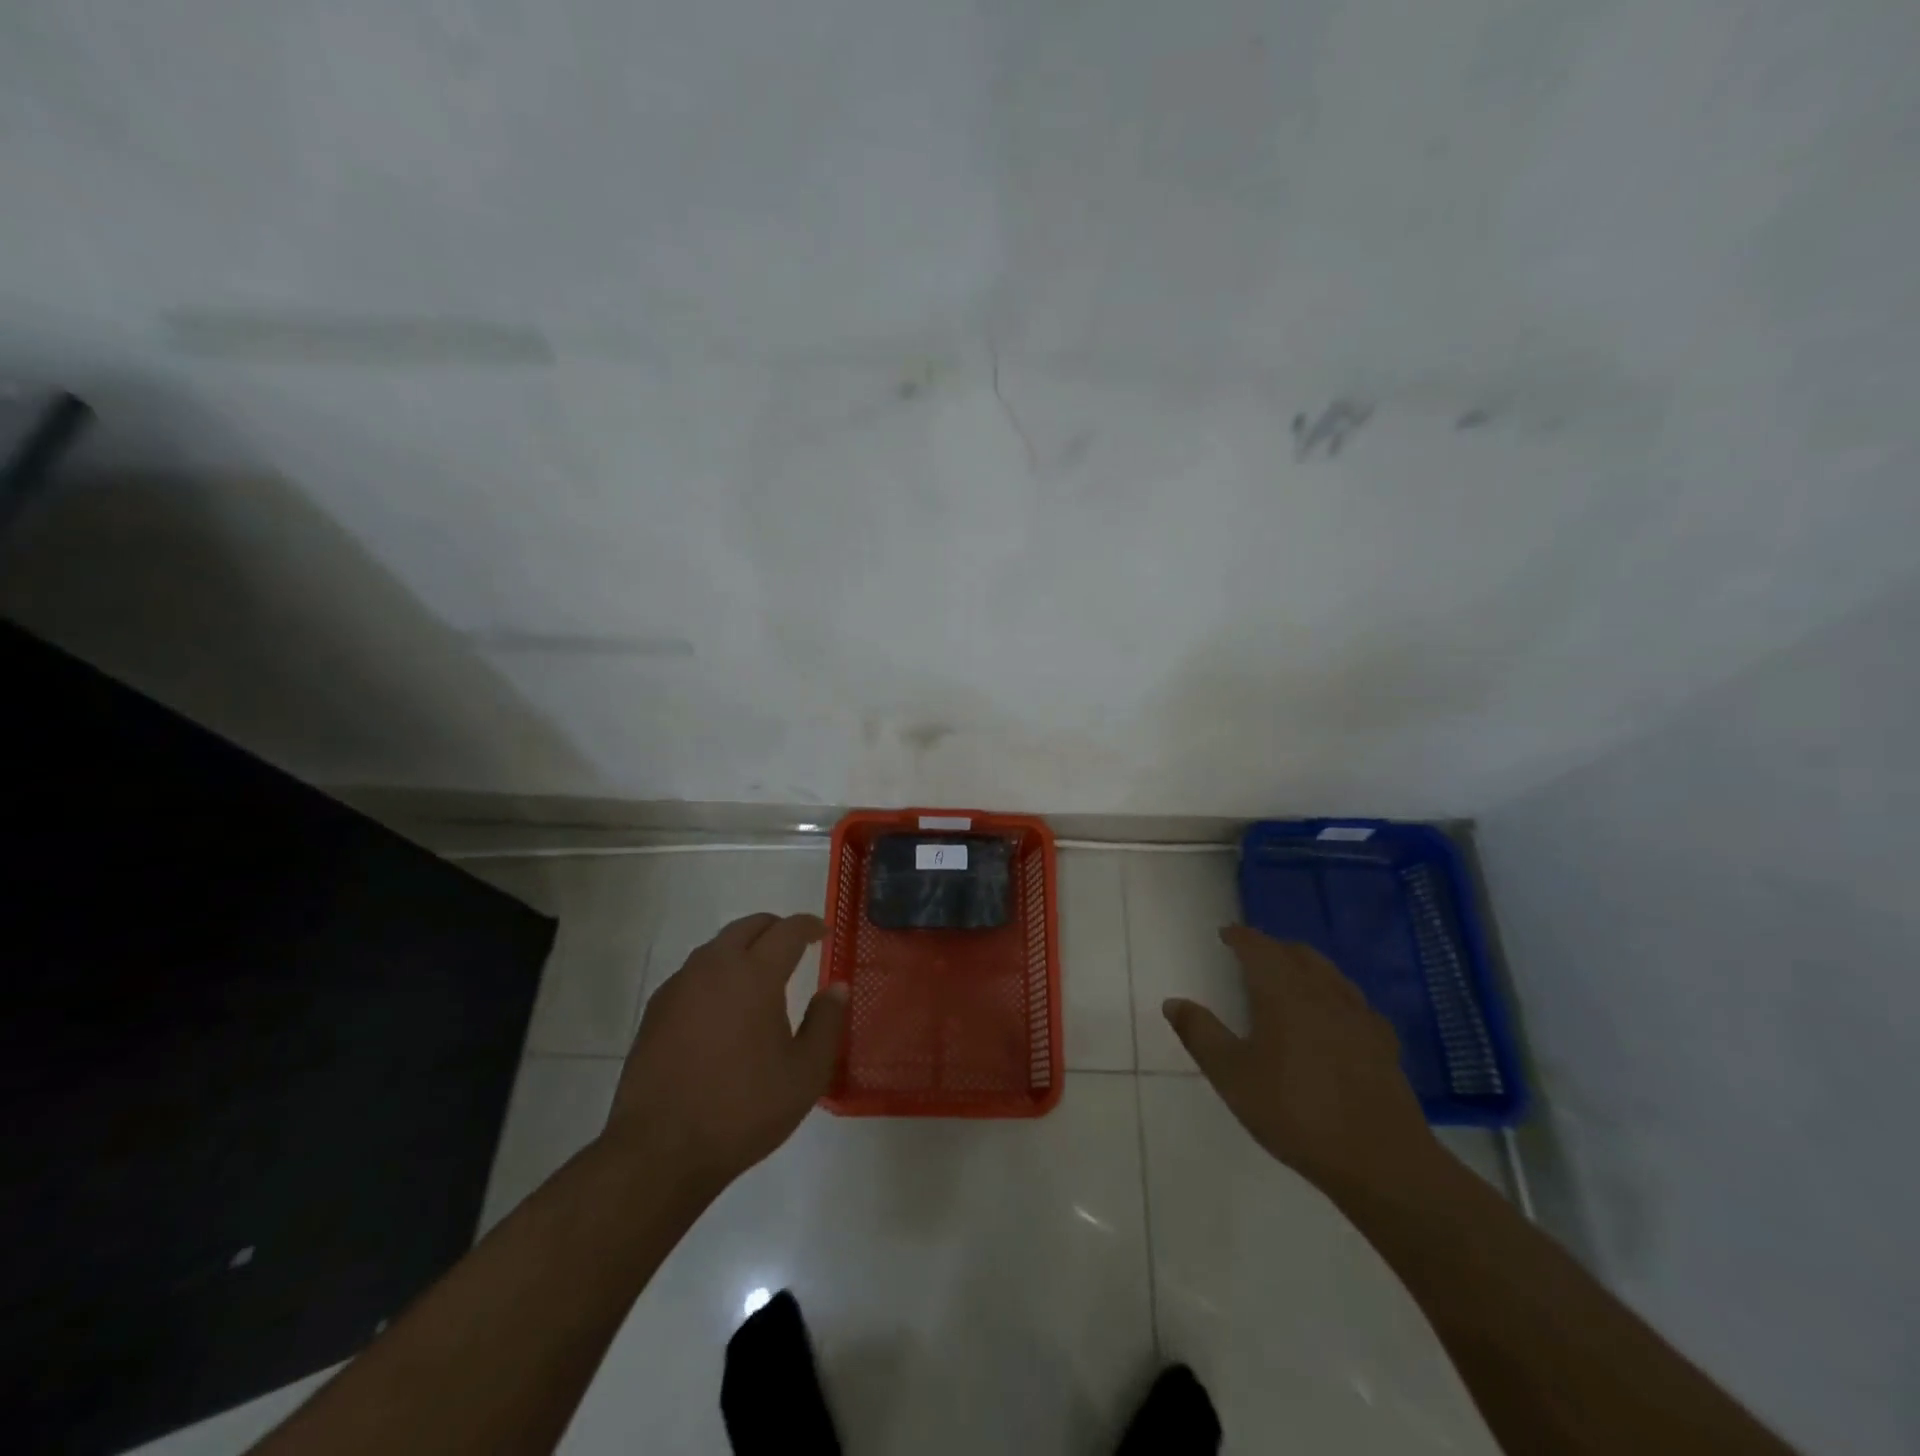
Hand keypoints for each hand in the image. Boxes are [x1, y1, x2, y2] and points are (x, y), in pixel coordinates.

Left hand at [603, 912, 847, 1195]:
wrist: (660, 1150)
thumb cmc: (743, 1110)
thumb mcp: (805, 1073)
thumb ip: (826, 1022)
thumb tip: (837, 987)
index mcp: (755, 975)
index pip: (788, 930)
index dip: (809, 925)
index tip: (822, 933)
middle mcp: (715, 967)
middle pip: (748, 926)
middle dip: (775, 929)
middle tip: (794, 947)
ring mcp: (679, 986)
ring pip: (717, 947)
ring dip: (743, 949)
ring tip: (760, 976)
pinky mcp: (656, 1010)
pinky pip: (693, 973)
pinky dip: (716, 973)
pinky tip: (722, 1006)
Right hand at [1163, 926, 1439, 1196]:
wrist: (1381, 1160)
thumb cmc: (1295, 1111)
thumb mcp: (1232, 1076)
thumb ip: (1201, 1034)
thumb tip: (1174, 1002)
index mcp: (1283, 991)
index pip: (1258, 947)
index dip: (1240, 937)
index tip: (1226, 934)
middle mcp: (1322, 991)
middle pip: (1297, 953)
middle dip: (1272, 948)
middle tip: (1252, 957)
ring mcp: (1358, 1015)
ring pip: (1329, 973)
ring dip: (1304, 967)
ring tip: (1289, 981)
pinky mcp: (1383, 1043)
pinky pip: (1353, 1002)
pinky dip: (1334, 996)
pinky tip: (1333, 1019)